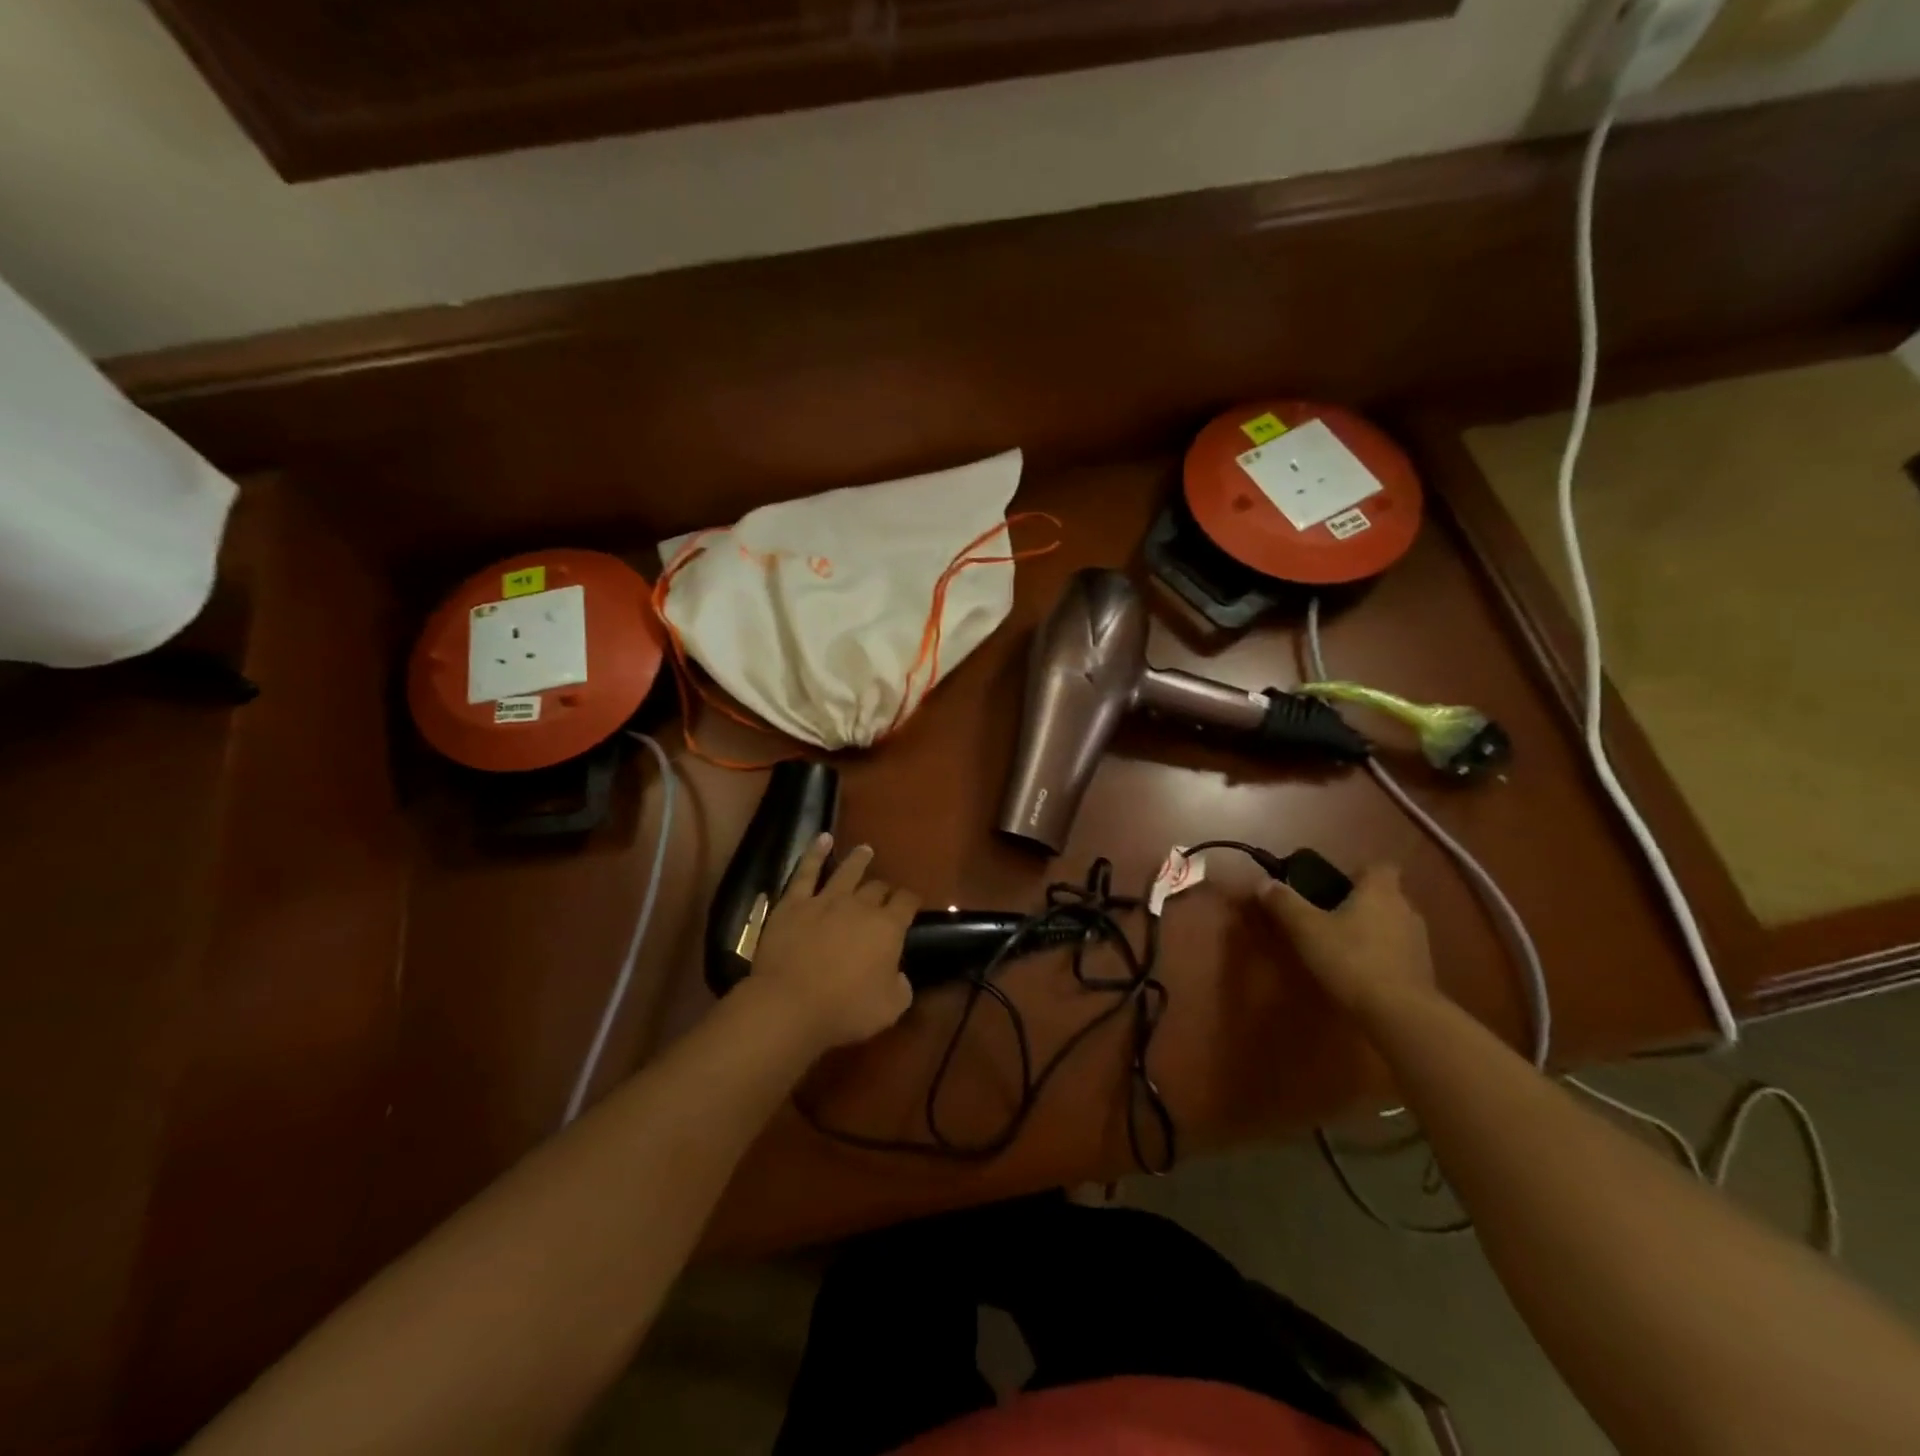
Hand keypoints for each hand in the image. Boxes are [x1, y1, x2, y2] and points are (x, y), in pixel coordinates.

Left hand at [749, 835, 917, 1051]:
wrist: (790, 1004)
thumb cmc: (845, 1010)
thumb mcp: (890, 1008)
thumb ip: (901, 987)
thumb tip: (899, 975)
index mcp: (888, 927)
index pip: (907, 903)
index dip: (911, 901)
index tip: (912, 903)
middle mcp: (860, 906)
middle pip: (877, 888)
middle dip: (884, 889)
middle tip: (885, 892)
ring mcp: (825, 900)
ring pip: (847, 872)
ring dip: (859, 860)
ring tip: (865, 850)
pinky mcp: (794, 904)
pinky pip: (806, 872)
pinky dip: (815, 853)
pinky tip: (822, 839)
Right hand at [1259, 863, 1435, 1021]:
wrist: (1400, 1015)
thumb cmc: (1351, 959)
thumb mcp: (1306, 929)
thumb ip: (1284, 902)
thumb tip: (1264, 882)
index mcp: (1380, 891)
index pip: (1378, 866)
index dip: (1357, 872)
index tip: (1334, 886)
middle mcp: (1406, 909)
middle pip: (1384, 895)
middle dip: (1360, 902)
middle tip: (1328, 916)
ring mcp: (1419, 942)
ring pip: (1392, 924)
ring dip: (1371, 930)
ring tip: (1342, 947)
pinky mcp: (1424, 971)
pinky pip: (1398, 952)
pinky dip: (1382, 956)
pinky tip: (1360, 972)